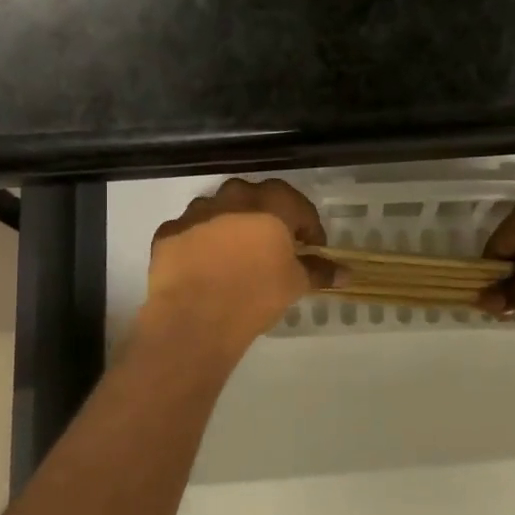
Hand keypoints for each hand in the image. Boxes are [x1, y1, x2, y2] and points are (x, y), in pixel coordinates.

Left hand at [147, 179, 335, 341]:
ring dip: (231, 227)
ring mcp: (197, 212)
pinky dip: (200, 243)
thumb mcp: (295, 284)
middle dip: (268, 219)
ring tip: (236, 258)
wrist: (195, 316)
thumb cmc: (256, 294)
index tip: (311, 249)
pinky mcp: (169, 232)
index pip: (299, 206)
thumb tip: (345, 273)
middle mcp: (233, 198)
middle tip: (273, 248)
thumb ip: (319, 271)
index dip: (309, 228)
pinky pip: (191, 231)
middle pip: (257, 200)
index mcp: (271, 204)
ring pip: (220, 211)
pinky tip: (204, 268)